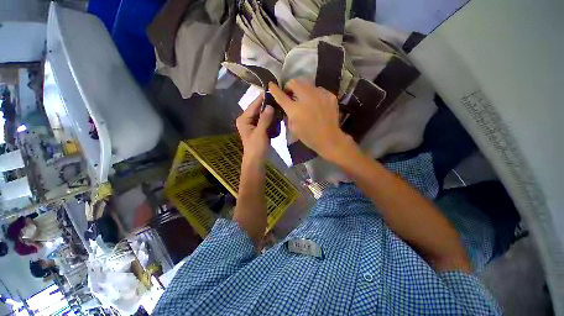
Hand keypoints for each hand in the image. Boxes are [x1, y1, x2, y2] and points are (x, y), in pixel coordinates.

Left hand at [236, 93, 274, 160]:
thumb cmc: (256, 147)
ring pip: (262, 114)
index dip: (263, 98)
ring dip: (270, 111)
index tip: (273, 90)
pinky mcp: (258, 128)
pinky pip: (264, 119)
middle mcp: (247, 119)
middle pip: (258, 108)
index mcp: (244, 119)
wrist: (256, 160)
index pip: (254, 105)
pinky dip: (270, 117)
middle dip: (268, 104)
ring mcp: (253, 124)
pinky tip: (278, 114)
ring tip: (280, 104)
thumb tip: (271, 106)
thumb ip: (265, 119)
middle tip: (279, 98)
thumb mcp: (260, 133)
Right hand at [269, 79, 351, 160]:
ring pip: (307, 83)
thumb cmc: (309, 137)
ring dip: (302, 89)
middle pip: (294, 82)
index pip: (281, 95)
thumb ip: (288, 116)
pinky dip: (314, 94)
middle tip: (291, 93)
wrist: (329, 138)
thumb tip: (287, 107)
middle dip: (290, 86)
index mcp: (295, 109)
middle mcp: (306, 98)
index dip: (274, 89)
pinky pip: (318, 89)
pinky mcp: (329, 95)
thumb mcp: (293, 128)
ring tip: (304, 98)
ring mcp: (319, 95)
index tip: (271, 85)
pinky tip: (316, 102)